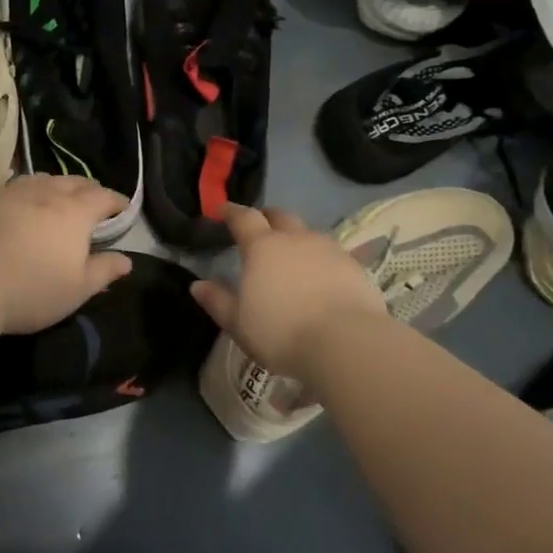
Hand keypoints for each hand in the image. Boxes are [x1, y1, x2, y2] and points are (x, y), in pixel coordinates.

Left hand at [0, 175, 131, 333]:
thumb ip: (104, 271)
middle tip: (93, 199)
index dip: (116, 201)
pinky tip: (21, 203)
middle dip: (88, 188)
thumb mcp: (77, 289)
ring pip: (42, 179)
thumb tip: (127, 260)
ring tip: (58, 195)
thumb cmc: (31, 289)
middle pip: (74, 182)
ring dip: (57, 185)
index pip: (103, 197)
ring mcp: (13, 192)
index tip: (123, 207)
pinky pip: (14, 187)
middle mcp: (47, 193)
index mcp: (75, 212)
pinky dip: (27, 191)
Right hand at [190, 204, 385, 381]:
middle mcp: (296, 239)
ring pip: (308, 233)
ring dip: (297, 238)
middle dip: (267, 217)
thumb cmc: (283, 332)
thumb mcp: (239, 324)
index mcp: (262, 247)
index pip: (244, 218)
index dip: (232, 212)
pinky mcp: (354, 266)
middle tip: (260, 226)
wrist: (346, 343)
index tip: (224, 210)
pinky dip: (322, 259)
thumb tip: (197, 285)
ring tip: (292, 255)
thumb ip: (218, 301)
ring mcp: (328, 249)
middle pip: (280, 216)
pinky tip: (322, 276)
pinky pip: (332, 253)